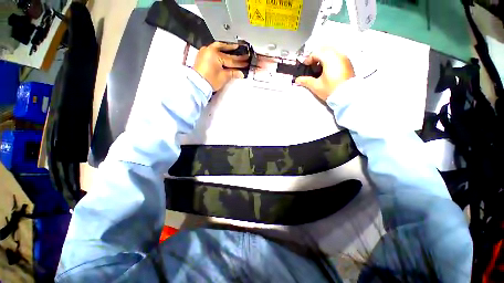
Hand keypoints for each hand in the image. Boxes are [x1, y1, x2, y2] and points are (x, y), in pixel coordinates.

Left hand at [193, 42, 249, 91]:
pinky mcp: (202, 55)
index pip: (231, 59)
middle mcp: (209, 50)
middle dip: (235, 54)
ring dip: (227, 48)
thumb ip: (233, 73)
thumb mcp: (223, 77)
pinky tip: (223, 50)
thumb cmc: (208, 81)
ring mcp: (205, 52)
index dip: (240, 62)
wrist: (197, 84)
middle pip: (226, 52)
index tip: (246, 61)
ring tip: (234, 47)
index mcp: (215, 54)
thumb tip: (240, 73)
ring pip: (218, 47)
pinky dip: (219, 50)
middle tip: (243, 54)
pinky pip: (212, 49)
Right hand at [295, 47, 354, 100]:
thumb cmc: (330, 90)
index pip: (316, 53)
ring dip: (324, 56)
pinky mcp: (348, 63)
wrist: (347, 96)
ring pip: (332, 51)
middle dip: (316, 55)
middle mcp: (338, 55)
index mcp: (329, 59)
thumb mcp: (316, 86)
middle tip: (312, 65)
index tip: (305, 66)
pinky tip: (328, 69)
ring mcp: (344, 58)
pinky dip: (331, 58)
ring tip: (319, 67)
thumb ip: (305, 81)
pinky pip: (338, 55)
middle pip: (325, 49)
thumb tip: (297, 80)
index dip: (308, 59)